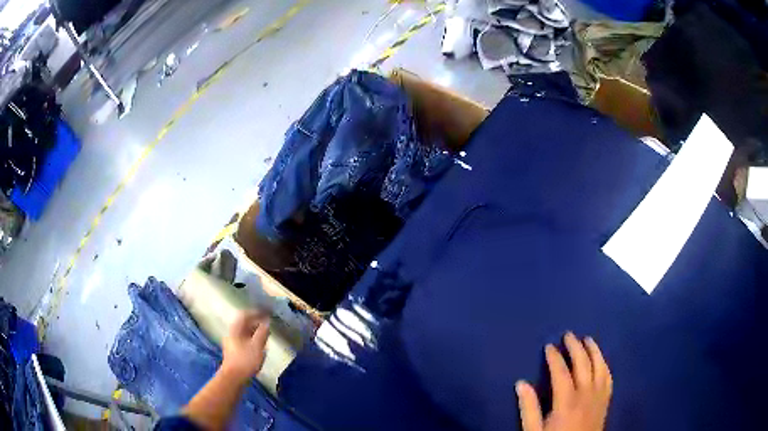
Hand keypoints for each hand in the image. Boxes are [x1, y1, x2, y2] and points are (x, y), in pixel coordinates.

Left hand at [221, 311, 269, 382]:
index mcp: (236, 329)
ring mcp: (232, 342)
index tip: (267, 313)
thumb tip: (267, 322)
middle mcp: (232, 333)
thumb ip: (262, 333)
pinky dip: (253, 339)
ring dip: (255, 331)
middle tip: (268, 323)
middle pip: (244, 323)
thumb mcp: (257, 346)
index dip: (256, 312)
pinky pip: (245, 339)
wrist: (234, 377)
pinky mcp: (235, 351)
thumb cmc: (245, 360)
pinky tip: (260, 345)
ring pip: (245, 332)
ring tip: (267, 334)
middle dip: (256, 322)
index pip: (245, 315)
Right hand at [516, 333, 611, 430]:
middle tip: (568, 334)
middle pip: (583, 364)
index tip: (549, 346)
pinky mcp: (606, 401)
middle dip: (576, 347)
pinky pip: (609, 377)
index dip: (555, 357)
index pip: (561, 372)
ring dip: (594, 350)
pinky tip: (602, 360)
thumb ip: (529, 408)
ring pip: (600, 367)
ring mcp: (599, 396)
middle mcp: (586, 394)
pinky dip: (605, 365)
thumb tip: (521, 383)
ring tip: (588, 339)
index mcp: (567, 401)